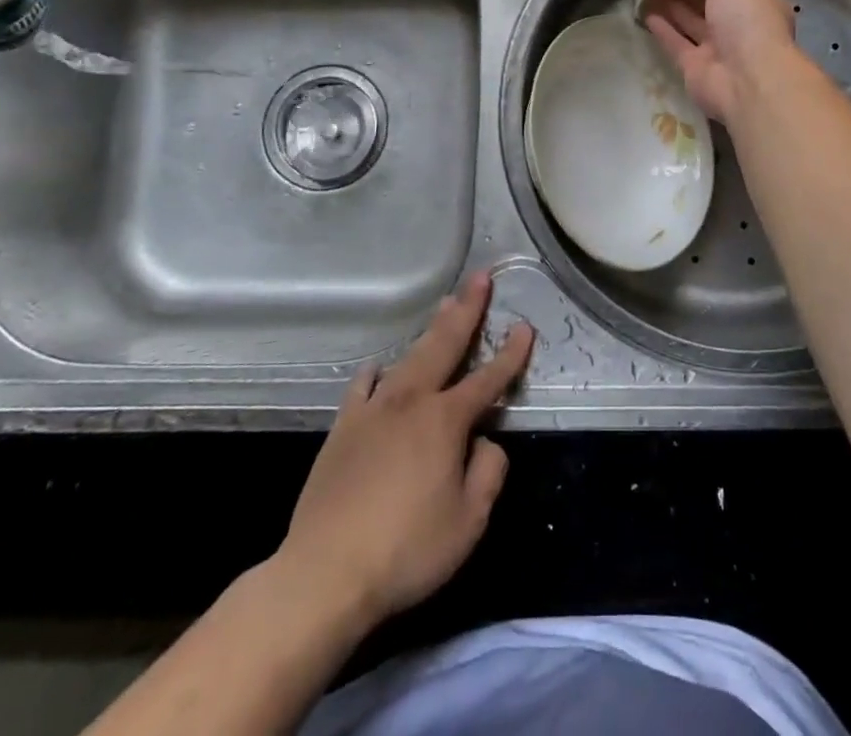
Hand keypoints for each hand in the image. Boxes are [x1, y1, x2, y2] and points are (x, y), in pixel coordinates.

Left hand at [274, 273, 533, 632]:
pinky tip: (380, 368)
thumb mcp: (469, 522)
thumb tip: (485, 442)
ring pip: (409, 357)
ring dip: (431, 329)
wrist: (325, 573)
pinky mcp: (343, 427)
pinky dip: (378, 373)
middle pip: (445, 344)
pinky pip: (364, 386)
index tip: (525, 327)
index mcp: (446, 420)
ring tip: (445, 303)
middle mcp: (412, 401)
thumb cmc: (406, 550)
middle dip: (467, 309)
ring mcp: (374, 410)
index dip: (511, 353)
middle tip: (480, 277)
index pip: (489, 379)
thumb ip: (488, 472)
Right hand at [642, 0, 797, 121]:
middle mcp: (740, 26)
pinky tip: (645, 11)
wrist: (748, 80)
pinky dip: (663, 28)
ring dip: (672, 4)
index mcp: (758, 2)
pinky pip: (676, 43)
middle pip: (710, 0)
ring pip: (691, 21)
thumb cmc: (749, 20)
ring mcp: (718, 49)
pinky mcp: (695, 68)